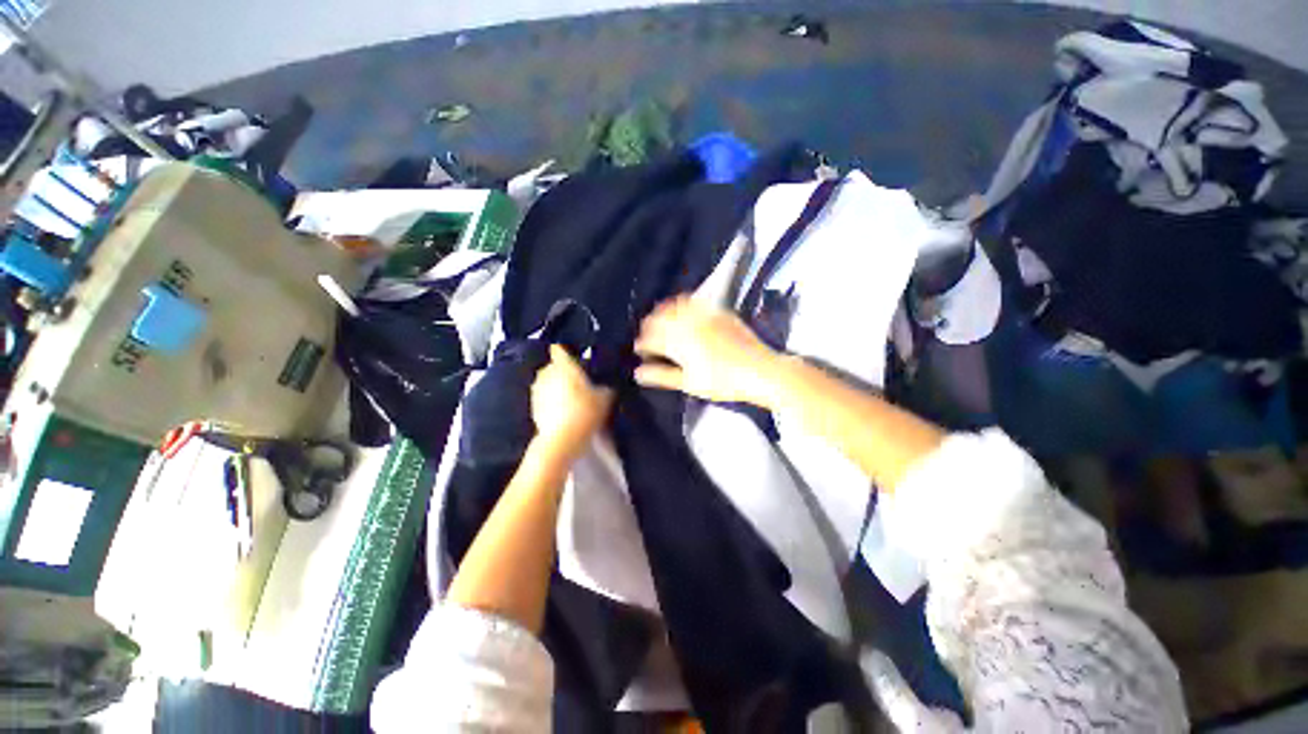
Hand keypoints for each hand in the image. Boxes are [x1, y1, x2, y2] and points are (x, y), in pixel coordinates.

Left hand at [531, 345, 613, 455]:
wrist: (561, 440)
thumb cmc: (585, 411)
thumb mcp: (605, 398)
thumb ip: (606, 387)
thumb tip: (606, 386)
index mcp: (563, 366)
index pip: (559, 349)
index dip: (565, 351)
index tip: (574, 355)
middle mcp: (547, 374)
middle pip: (554, 366)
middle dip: (563, 371)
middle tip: (579, 381)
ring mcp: (537, 391)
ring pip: (548, 382)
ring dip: (557, 387)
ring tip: (572, 398)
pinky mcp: (533, 407)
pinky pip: (544, 398)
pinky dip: (552, 401)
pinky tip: (564, 411)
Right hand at [634, 296, 780, 405]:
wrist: (761, 371)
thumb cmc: (724, 382)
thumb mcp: (690, 383)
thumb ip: (662, 376)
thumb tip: (638, 373)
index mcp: (681, 342)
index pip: (652, 338)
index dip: (642, 344)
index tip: (638, 349)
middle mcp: (691, 323)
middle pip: (661, 319)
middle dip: (649, 326)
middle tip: (646, 335)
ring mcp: (706, 314)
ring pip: (676, 305)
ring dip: (664, 311)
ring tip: (660, 319)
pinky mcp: (720, 311)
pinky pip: (696, 301)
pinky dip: (683, 304)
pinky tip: (683, 310)